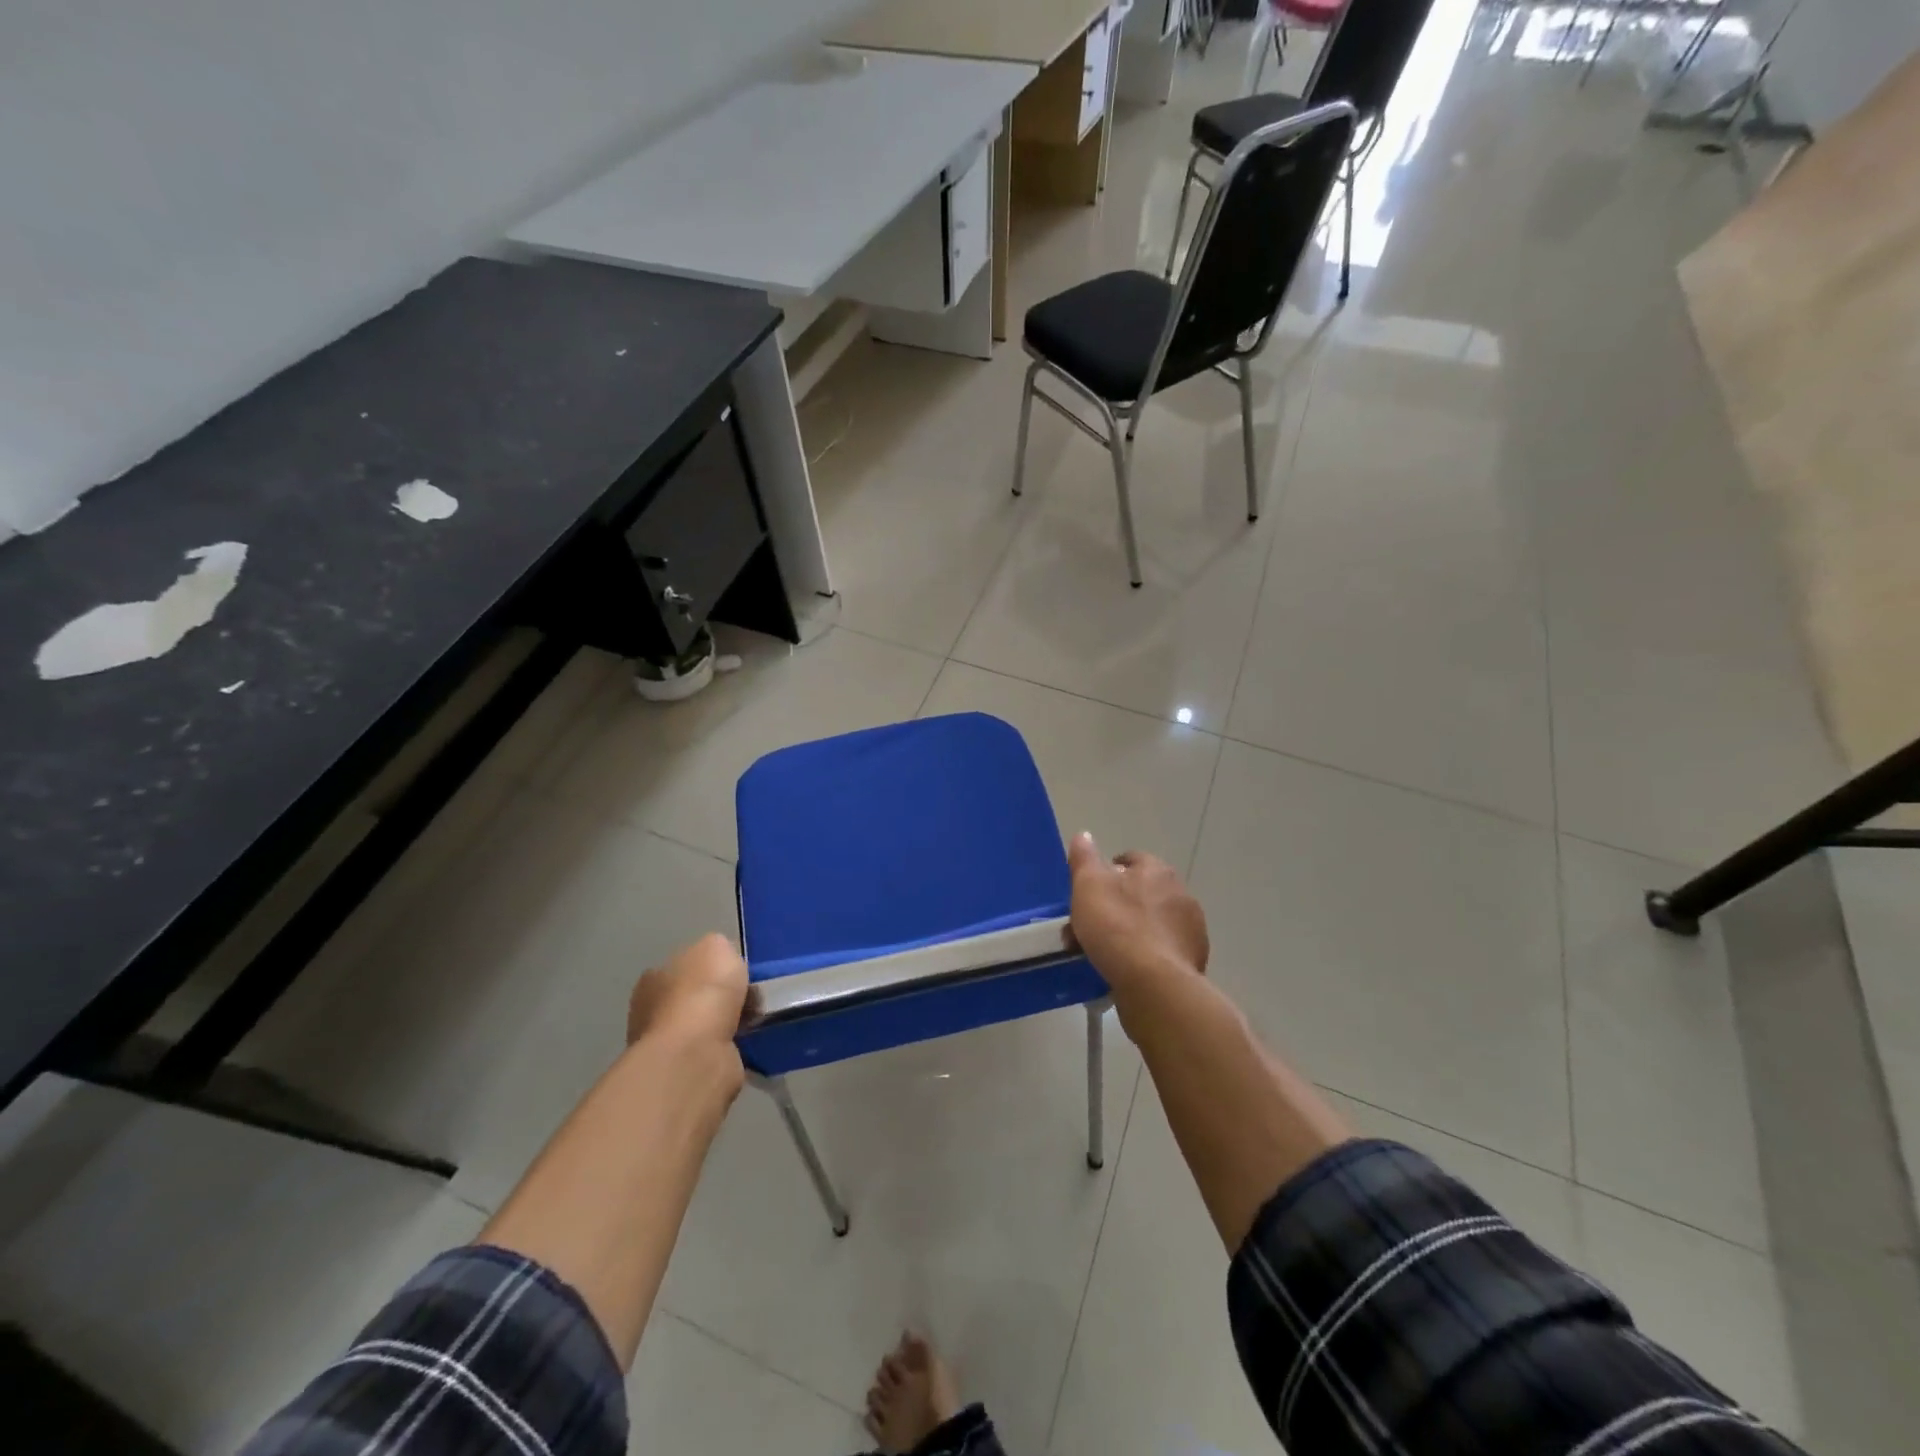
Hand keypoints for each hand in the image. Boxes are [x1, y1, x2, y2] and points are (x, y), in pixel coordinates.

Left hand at [627, 932, 750, 1049]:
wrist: (696, 1053)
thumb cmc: (702, 993)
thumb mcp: (717, 947)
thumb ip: (719, 950)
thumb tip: (723, 963)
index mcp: (654, 977)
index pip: (685, 966)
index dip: (712, 968)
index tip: (736, 975)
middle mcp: (652, 1011)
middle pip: (694, 998)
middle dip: (719, 1000)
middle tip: (749, 1000)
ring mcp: (665, 1046)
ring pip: (703, 1027)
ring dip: (726, 1026)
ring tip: (752, 1023)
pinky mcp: (682, 1074)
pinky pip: (712, 1052)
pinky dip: (728, 1049)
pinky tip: (745, 1044)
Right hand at [1066, 833, 1208, 999]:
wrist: (1154, 985)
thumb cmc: (1117, 927)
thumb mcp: (1088, 886)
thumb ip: (1084, 858)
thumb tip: (1083, 835)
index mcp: (1157, 870)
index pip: (1130, 859)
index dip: (1107, 872)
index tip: (1089, 893)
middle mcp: (1180, 894)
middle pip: (1141, 893)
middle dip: (1117, 906)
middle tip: (1090, 927)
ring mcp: (1190, 929)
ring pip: (1151, 924)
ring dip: (1131, 932)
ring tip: (1104, 954)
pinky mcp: (1192, 961)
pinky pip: (1161, 951)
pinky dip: (1145, 956)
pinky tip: (1126, 971)